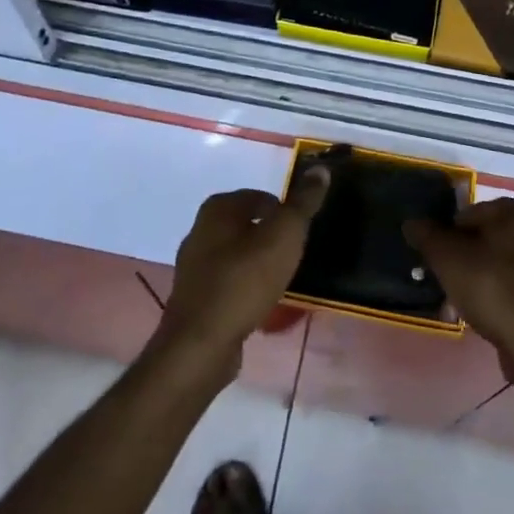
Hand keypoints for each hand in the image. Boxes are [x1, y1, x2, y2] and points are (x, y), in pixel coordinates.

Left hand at [157, 167, 330, 373]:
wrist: (201, 344)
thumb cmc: (245, 279)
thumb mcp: (285, 235)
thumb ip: (303, 203)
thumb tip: (320, 168)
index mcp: (218, 209)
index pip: (259, 197)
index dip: (283, 211)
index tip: (300, 232)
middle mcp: (199, 231)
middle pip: (246, 225)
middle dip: (271, 237)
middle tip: (294, 255)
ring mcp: (193, 267)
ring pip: (236, 255)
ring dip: (258, 264)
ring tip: (282, 279)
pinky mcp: (194, 299)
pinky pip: (228, 284)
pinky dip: (245, 288)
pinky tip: (261, 303)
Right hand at [405, 197, 513, 382]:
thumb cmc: (492, 289)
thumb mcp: (447, 258)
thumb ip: (427, 236)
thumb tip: (412, 222)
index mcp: (511, 214)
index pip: (470, 210)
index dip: (448, 230)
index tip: (434, 253)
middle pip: (484, 239)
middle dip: (461, 258)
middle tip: (442, 278)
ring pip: (497, 267)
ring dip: (475, 281)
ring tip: (456, 304)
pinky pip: (512, 291)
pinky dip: (494, 300)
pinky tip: (480, 319)